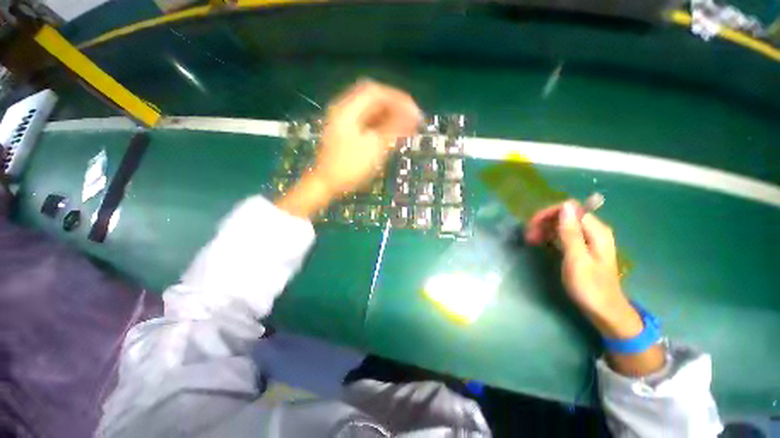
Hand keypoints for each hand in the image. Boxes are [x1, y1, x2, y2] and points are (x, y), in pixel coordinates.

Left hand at [277, 80, 420, 218]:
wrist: (327, 184)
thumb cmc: (349, 167)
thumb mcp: (374, 147)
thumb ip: (392, 127)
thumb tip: (411, 116)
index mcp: (348, 109)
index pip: (376, 92)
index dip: (398, 99)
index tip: (414, 111)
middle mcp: (345, 110)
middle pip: (374, 100)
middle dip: (395, 107)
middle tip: (412, 118)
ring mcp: (345, 122)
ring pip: (372, 112)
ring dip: (390, 116)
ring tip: (407, 127)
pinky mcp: (348, 133)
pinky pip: (368, 123)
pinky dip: (382, 126)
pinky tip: (393, 133)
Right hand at [526, 200, 665, 374]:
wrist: (605, 311)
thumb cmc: (590, 287)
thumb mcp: (577, 259)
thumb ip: (571, 233)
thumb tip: (565, 206)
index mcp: (596, 231)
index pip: (570, 209)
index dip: (549, 214)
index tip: (532, 226)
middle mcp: (594, 231)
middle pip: (565, 215)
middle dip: (544, 222)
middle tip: (529, 237)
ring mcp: (588, 240)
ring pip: (563, 224)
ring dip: (545, 229)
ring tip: (532, 241)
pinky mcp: (582, 248)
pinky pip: (564, 235)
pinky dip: (551, 236)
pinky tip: (542, 243)